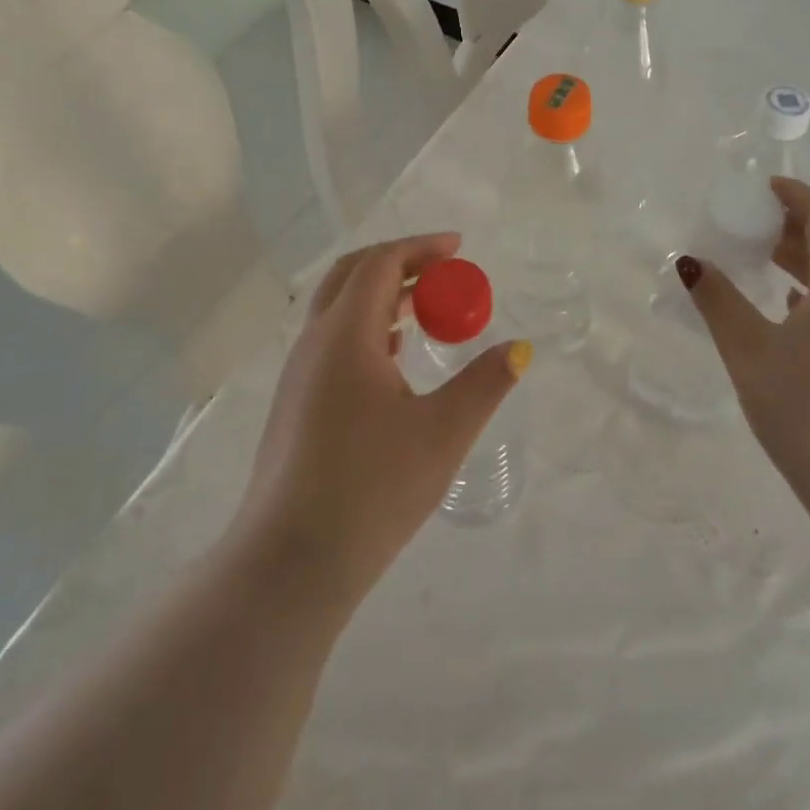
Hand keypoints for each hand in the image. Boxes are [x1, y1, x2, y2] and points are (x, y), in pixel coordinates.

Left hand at [233, 233, 530, 604]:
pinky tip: (394, 356)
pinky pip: (333, 342)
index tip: (459, 248)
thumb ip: (485, 383)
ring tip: (426, 308)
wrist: (290, 562)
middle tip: (444, 271)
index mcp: (345, 335)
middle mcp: (314, 343)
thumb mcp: (443, 432)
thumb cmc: (372, 488)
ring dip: (382, 295)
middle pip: (352, 275)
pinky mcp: (295, 404)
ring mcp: (298, 375)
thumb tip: (519, 349)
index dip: (421, 247)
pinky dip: (368, 328)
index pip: (380, 263)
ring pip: (339, 310)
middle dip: (400, 262)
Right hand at [678, 180, 809, 512]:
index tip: (763, 187)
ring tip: (762, 260)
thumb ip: (718, 301)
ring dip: (804, 261)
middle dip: (795, 226)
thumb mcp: (750, 351)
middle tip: (751, 222)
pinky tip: (789, 310)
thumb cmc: (808, 409)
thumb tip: (691, 262)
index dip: (796, 195)